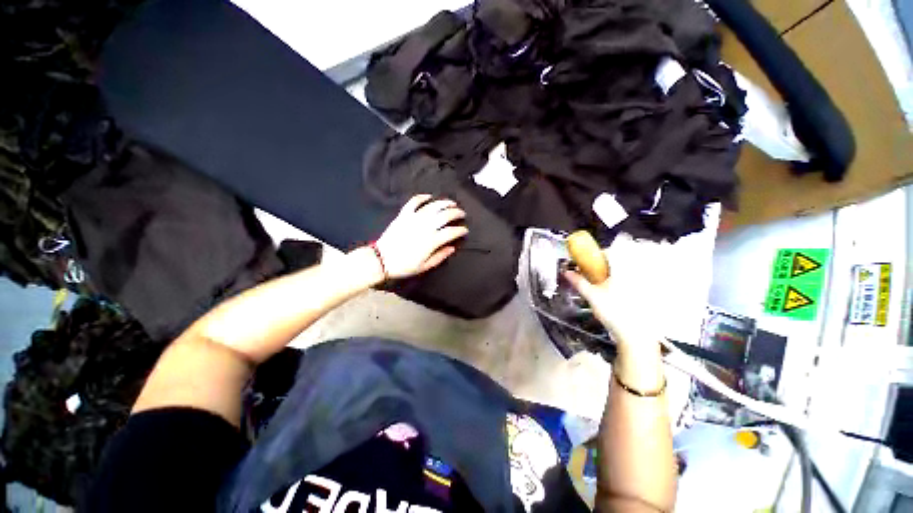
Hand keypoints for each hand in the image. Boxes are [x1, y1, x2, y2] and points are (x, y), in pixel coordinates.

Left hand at [374, 194, 468, 278]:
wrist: (381, 260)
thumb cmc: (404, 266)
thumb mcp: (424, 267)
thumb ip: (440, 256)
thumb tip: (452, 248)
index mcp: (432, 241)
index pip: (452, 232)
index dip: (461, 230)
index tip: (465, 230)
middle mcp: (425, 227)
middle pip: (445, 215)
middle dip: (456, 213)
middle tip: (461, 214)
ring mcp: (414, 219)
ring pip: (433, 206)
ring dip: (444, 203)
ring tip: (451, 203)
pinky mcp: (404, 215)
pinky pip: (414, 202)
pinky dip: (422, 197)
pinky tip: (429, 196)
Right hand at [562, 233, 670, 348]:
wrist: (635, 334)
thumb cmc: (613, 311)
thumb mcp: (591, 295)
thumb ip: (578, 281)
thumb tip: (566, 272)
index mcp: (623, 269)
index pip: (610, 252)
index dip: (596, 255)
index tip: (587, 262)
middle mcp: (635, 273)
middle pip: (617, 261)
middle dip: (602, 266)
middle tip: (591, 274)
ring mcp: (641, 284)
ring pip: (623, 272)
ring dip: (610, 275)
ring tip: (600, 285)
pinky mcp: (643, 294)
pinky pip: (629, 282)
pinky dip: (619, 283)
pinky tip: (612, 294)